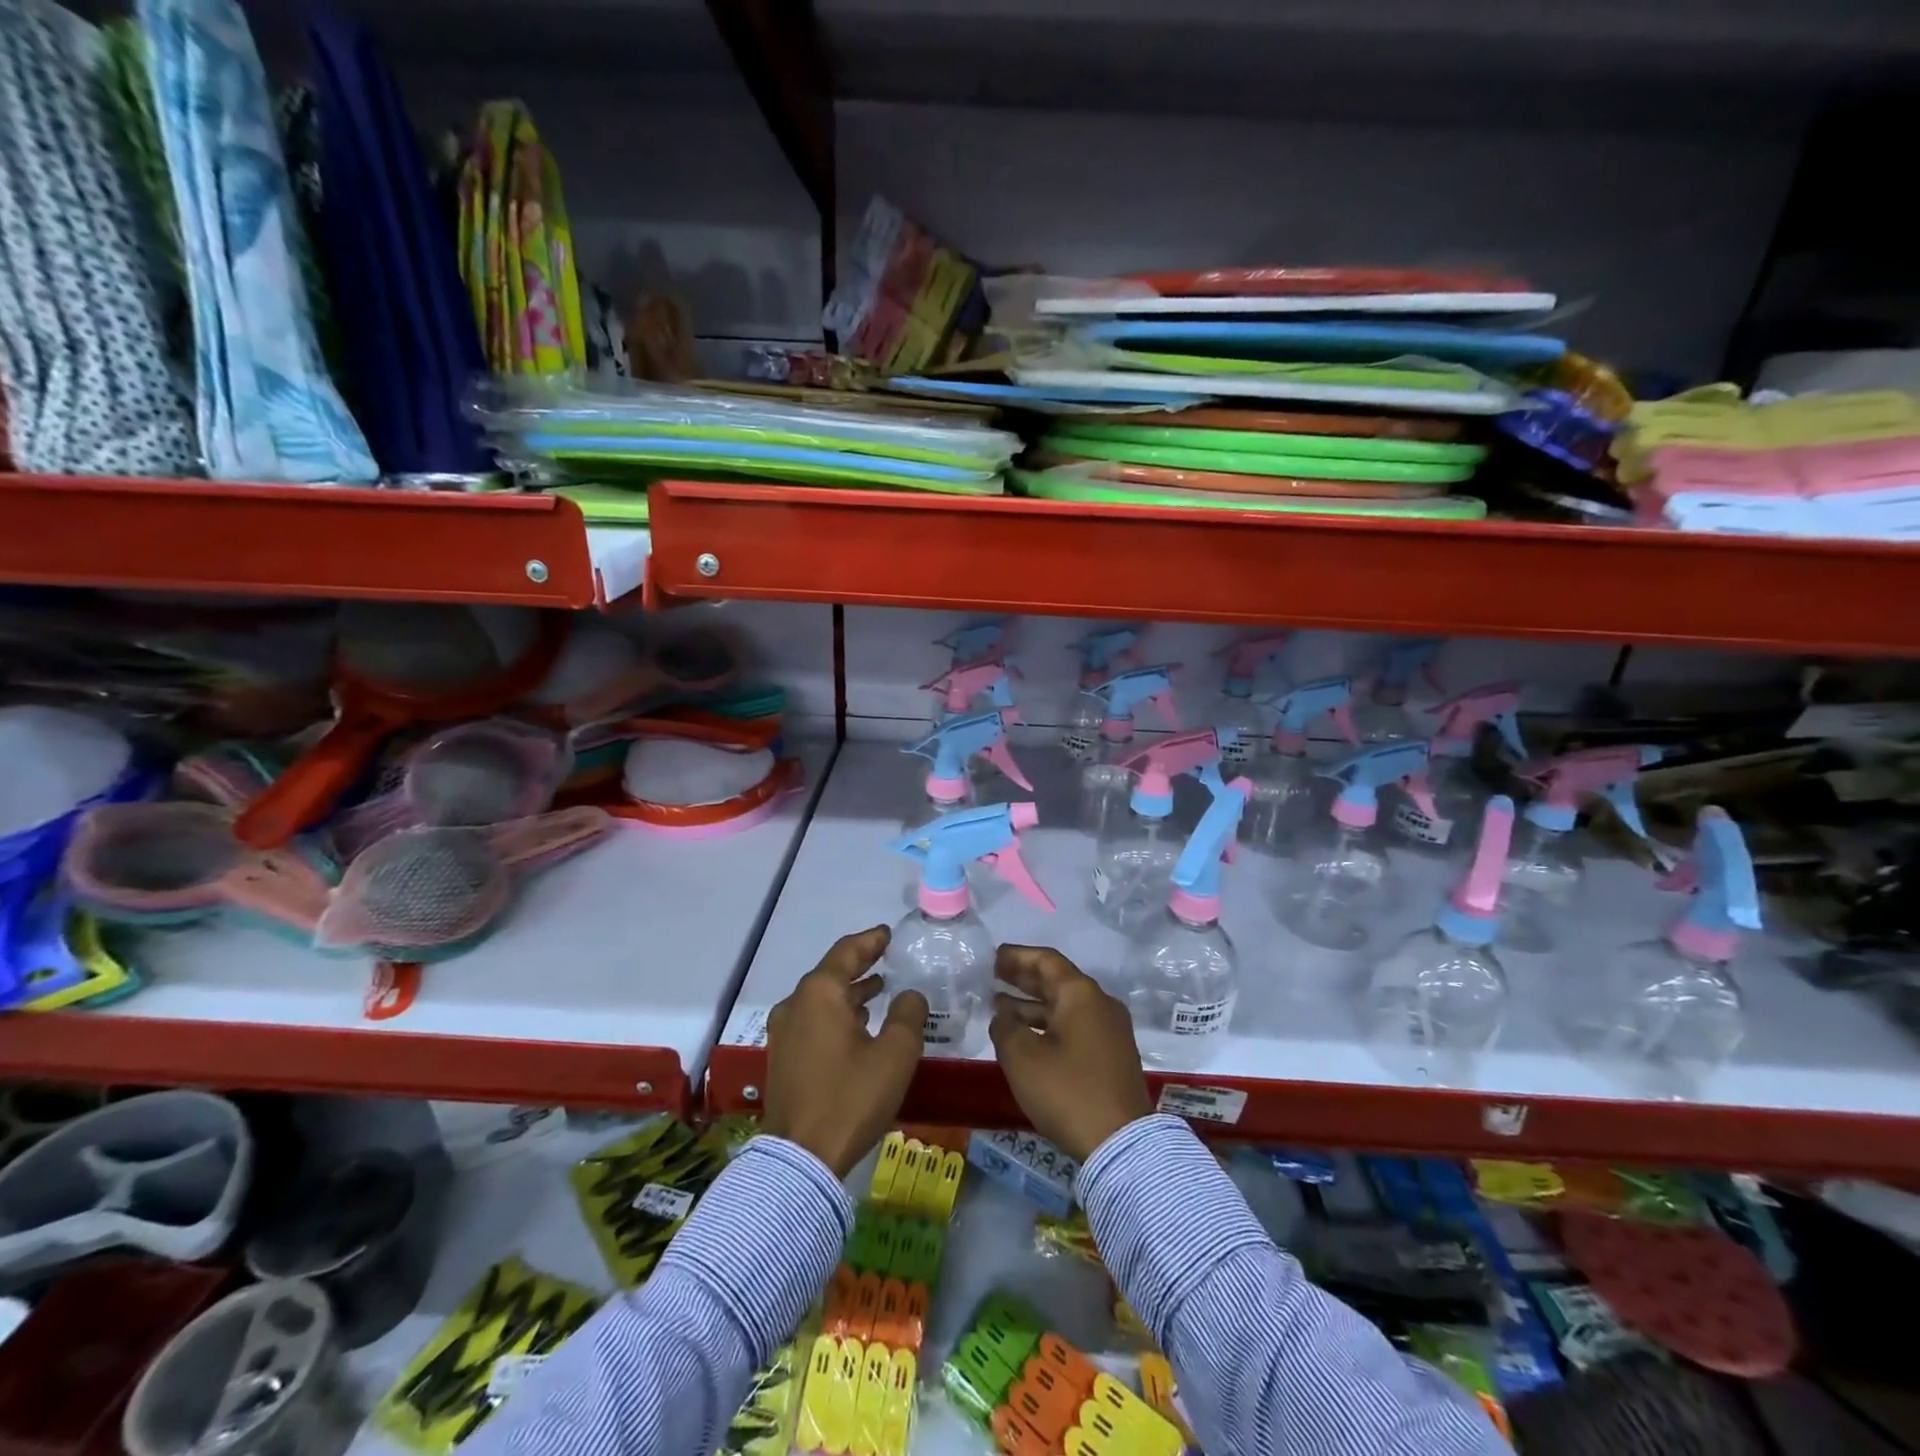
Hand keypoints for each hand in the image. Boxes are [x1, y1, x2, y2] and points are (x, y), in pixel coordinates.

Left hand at [761, 926, 926, 1177]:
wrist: (801, 1159)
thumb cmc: (851, 1097)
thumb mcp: (895, 1054)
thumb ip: (908, 1014)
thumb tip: (909, 995)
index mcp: (820, 993)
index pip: (847, 951)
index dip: (870, 941)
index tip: (889, 934)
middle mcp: (795, 1004)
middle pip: (831, 973)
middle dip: (860, 965)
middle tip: (888, 958)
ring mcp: (783, 1032)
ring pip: (821, 999)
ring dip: (849, 992)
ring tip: (879, 990)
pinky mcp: (782, 1057)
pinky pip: (813, 1020)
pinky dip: (836, 1014)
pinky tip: (858, 1025)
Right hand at [989, 945, 1152, 1162]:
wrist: (1121, 1143)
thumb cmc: (1067, 1090)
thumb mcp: (1022, 1057)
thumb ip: (1005, 1027)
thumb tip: (1003, 1015)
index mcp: (1081, 994)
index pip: (1046, 961)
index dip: (1018, 956)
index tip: (994, 956)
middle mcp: (1100, 1004)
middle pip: (1057, 981)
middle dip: (1024, 978)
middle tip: (994, 976)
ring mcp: (1110, 1031)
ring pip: (1065, 1007)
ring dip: (1033, 1005)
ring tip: (1000, 1007)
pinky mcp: (1112, 1056)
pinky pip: (1075, 1027)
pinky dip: (1048, 1025)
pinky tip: (1026, 1036)